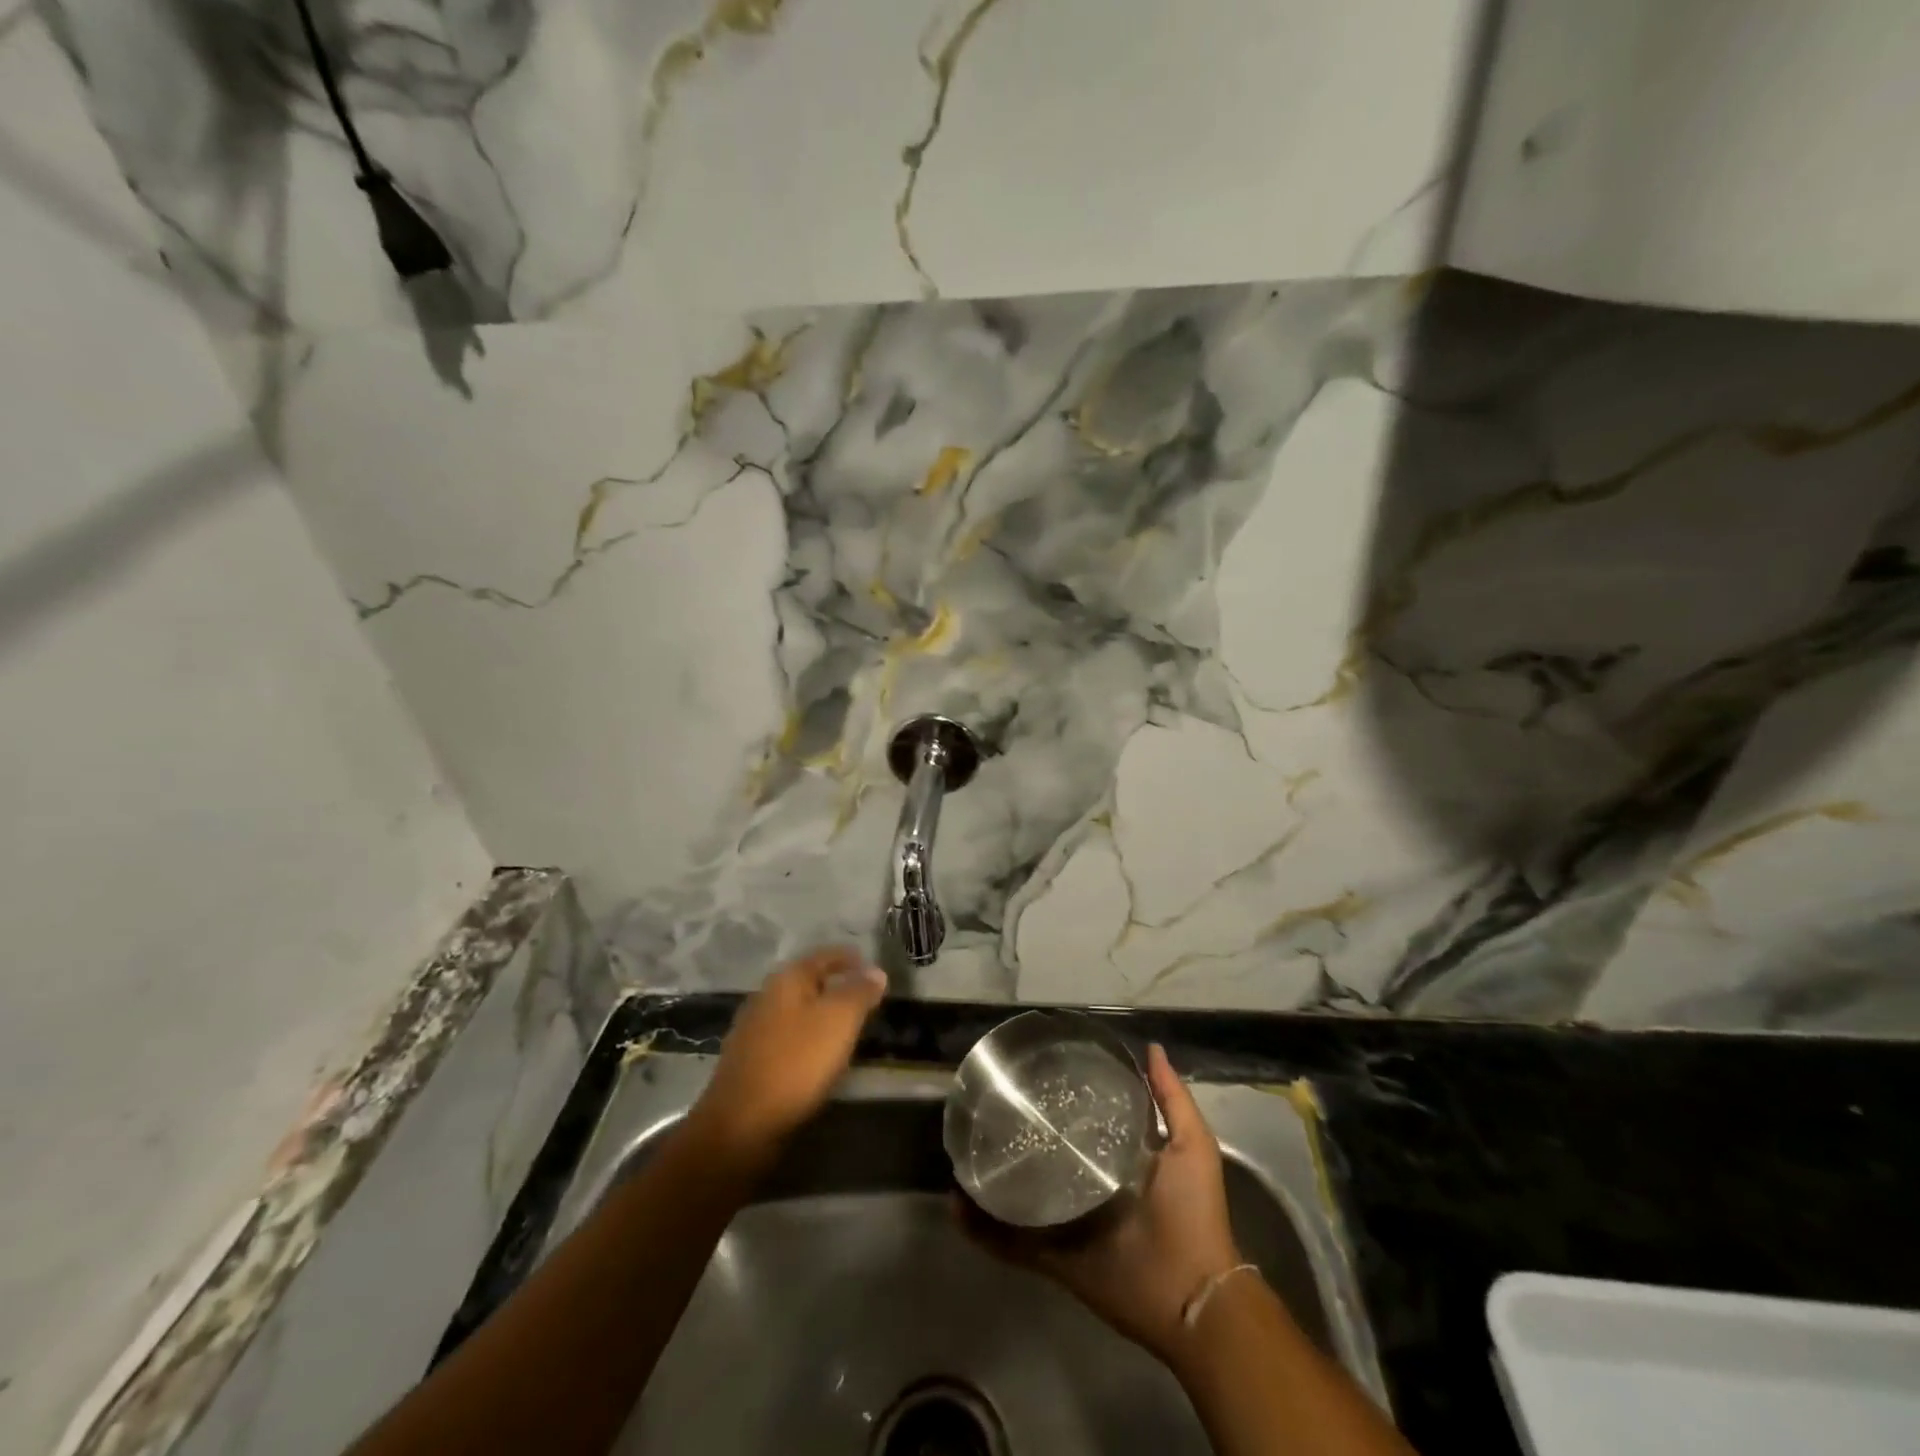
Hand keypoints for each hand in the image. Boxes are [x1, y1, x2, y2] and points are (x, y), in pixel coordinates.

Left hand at [687, 947, 886, 1165]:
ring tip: (849, 1029)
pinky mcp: (750, 1059)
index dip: (852, 959)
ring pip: (798, 1010)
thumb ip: (859, 992)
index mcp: (787, 978)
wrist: (740, 1124)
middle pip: (810, 981)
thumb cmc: (796, 1062)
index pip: (826, 955)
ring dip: (823, 1014)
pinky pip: (788, 1036)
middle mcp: (766, 995)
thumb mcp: (839, 1021)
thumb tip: (876, 971)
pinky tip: (819, 1056)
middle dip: (838, 987)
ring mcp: (754, 1028)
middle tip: (868, 1001)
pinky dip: (808, 1038)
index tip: (876, 971)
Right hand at [966, 1044, 1242, 1368]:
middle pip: (1043, 1158)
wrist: (1194, 1294)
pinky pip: (1011, 1244)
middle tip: (984, 1111)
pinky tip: (957, 1207)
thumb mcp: (1191, 1144)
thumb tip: (1151, 1047)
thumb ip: (1171, 1098)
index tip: (1030, 1076)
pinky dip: (982, 1230)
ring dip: (988, 1182)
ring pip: (1018, 1197)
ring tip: (960, 1156)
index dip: (1056, 1103)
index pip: (1079, 1124)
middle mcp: (1086, 1189)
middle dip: (1015, 1139)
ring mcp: (1066, 1224)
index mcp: (1115, 1162)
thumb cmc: (1193, 1212)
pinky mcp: (1053, 1258)